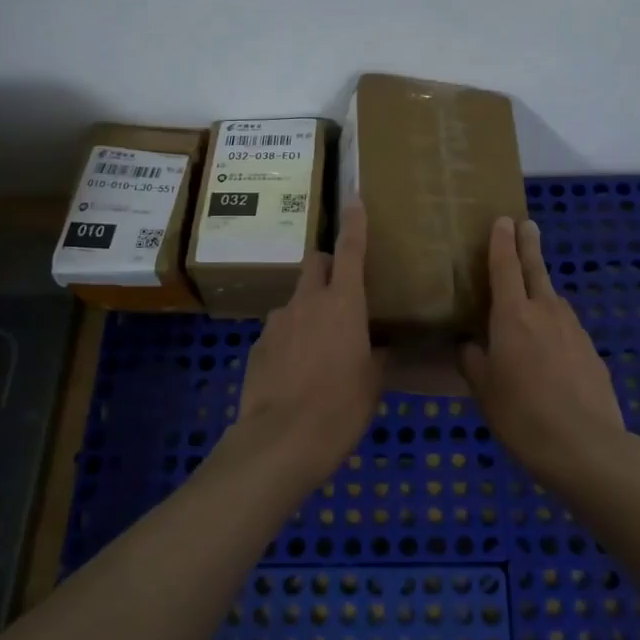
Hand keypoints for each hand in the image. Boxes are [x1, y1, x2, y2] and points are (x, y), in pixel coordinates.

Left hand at [239, 201, 386, 479]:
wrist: (281, 440)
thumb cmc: (340, 407)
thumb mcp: (372, 383)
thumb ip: (377, 356)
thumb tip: (381, 348)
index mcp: (343, 304)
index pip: (350, 250)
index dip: (354, 223)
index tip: (354, 199)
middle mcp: (307, 302)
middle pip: (315, 263)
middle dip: (327, 265)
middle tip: (342, 290)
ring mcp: (278, 321)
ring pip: (295, 299)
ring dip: (308, 308)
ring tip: (319, 344)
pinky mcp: (257, 345)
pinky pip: (279, 329)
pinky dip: (290, 337)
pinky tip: (296, 370)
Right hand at [462, 217, 626, 485]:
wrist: (585, 446)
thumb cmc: (522, 415)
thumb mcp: (484, 390)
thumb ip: (473, 361)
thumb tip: (468, 345)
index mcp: (513, 316)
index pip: (505, 267)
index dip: (501, 242)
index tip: (503, 220)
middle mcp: (545, 312)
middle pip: (536, 269)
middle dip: (529, 245)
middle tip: (527, 225)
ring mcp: (573, 330)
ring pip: (554, 298)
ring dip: (543, 286)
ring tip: (532, 290)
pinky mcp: (591, 351)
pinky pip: (567, 325)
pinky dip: (555, 321)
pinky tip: (550, 341)